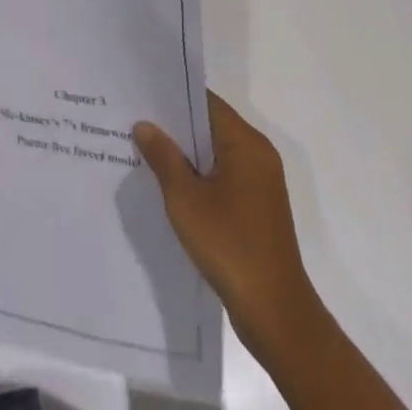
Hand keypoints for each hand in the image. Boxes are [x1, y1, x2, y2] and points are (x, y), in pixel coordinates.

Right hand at [133, 92, 319, 358]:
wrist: (275, 314)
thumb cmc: (230, 246)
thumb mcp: (185, 199)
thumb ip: (163, 157)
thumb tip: (144, 125)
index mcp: (246, 143)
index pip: (206, 102)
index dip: (174, 97)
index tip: (143, 95)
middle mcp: (258, 155)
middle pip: (211, 126)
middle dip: (176, 127)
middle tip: (136, 122)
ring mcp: (261, 184)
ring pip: (216, 154)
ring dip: (186, 155)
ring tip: (146, 152)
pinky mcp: (258, 209)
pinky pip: (224, 178)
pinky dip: (200, 177)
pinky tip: (171, 188)